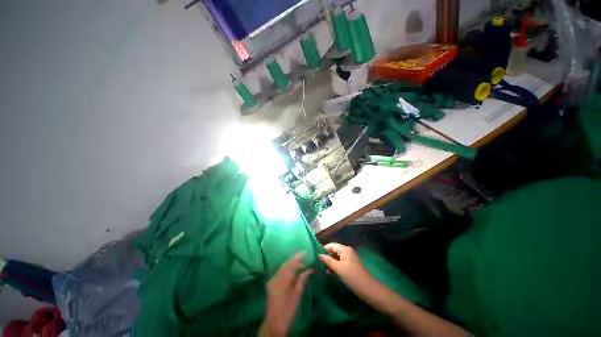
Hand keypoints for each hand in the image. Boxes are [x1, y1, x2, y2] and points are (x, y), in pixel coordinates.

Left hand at [259, 252, 312, 336]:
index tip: (305, 251)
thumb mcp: (297, 295)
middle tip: (304, 256)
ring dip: (291, 264)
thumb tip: (310, 269)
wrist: (274, 323)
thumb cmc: (288, 310)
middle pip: (286, 264)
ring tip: (301, 264)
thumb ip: (302, 280)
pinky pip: (280, 272)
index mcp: (282, 280)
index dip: (298, 257)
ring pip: (283, 267)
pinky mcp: (271, 283)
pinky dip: (287, 269)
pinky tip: (293, 271)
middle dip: (295, 259)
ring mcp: (272, 279)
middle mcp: (275, 277)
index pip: (291, 264)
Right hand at [318, 243, 375, 297]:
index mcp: (344, 249)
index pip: (330, 245)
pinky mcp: (349, 266)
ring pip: (335, 258)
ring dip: (329, 263)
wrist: (368, 289)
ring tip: (320, 269)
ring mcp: (348, 259)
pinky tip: (328, 273)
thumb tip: (318, 255)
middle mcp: (346, 252)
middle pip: (333, 251)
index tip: (315, 256)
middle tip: (317, 264)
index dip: (323, 250)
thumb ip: (328, 260)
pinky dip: (333, 267)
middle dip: (325, 257)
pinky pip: (339, 263)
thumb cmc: (352, 276)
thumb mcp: (338, 268)